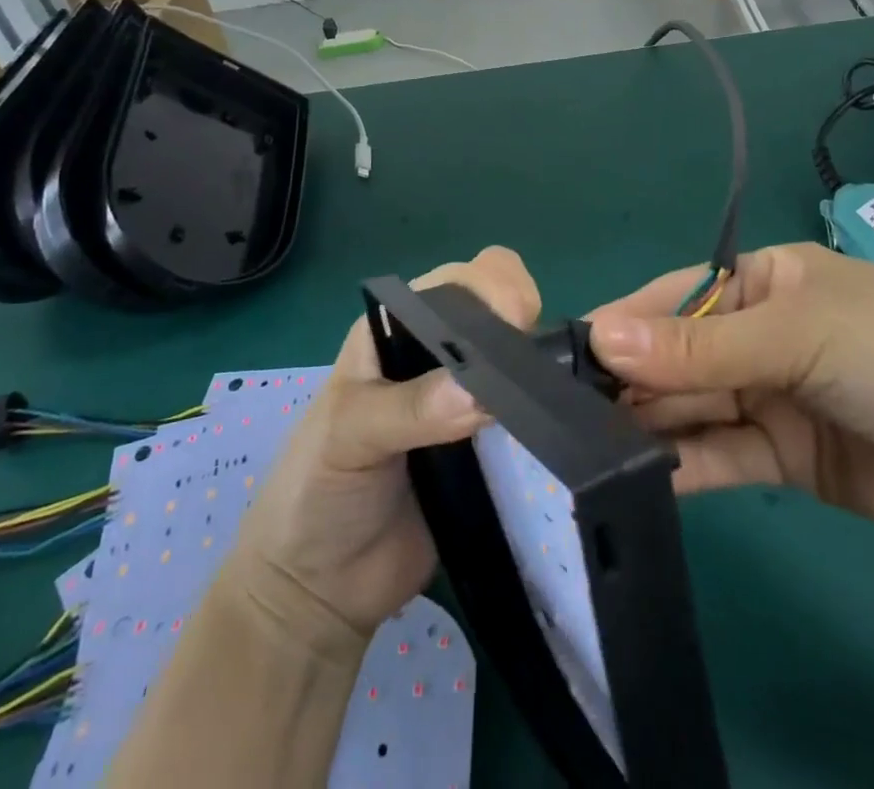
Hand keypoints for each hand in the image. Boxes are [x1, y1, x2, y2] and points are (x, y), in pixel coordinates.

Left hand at [219, 247, 540, 651]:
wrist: (320, 590)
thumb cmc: (315, 491)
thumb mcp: (347, 435)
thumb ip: (410, 408)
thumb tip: (481, 392)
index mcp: (399, 327)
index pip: (460, 282)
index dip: (493, 288)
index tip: (518, 322)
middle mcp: (440, 353)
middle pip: (502, 310)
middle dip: (525, 326)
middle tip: (535, 370)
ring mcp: (472, 401)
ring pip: (523, 361)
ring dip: (543, 373)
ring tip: (552, 402)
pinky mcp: (494, 448)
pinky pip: (532, 420)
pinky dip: (548, 419)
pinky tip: (558, 430)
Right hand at [588, 243, 873, 554]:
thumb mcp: (796, 332)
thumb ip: (699, 346)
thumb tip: (600, 336)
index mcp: (765, 282)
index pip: (676, 297)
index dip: (625, 322)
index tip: (565, 352)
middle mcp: (762, 336)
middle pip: (679, 355)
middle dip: (631, 379)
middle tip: (565, 411)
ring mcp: (773, 398)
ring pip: (695, 407)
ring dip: (650, 425)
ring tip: (588, 447)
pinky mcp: (787, 460)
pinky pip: (723, 457)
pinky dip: (686, 467)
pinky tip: (641, 479)